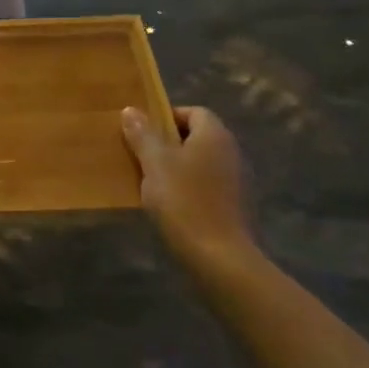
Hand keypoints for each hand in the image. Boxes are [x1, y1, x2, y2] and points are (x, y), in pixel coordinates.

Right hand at [121, 105, 257, 272]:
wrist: (219, 258)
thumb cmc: (184, 201)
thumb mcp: (155, 164)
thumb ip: (143, 134)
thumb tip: (131, 109)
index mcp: (214, 135)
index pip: (194, 112)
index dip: (168, 117)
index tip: (144, 133)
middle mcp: (231, 152)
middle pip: (198, 137)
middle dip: (169, 144)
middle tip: (143, 157)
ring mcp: (238, 180)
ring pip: (202, 163)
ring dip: (179, 168)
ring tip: (152, 183)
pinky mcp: (236, 206)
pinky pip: (209, 186)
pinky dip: (190, 189)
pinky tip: (172, 206)